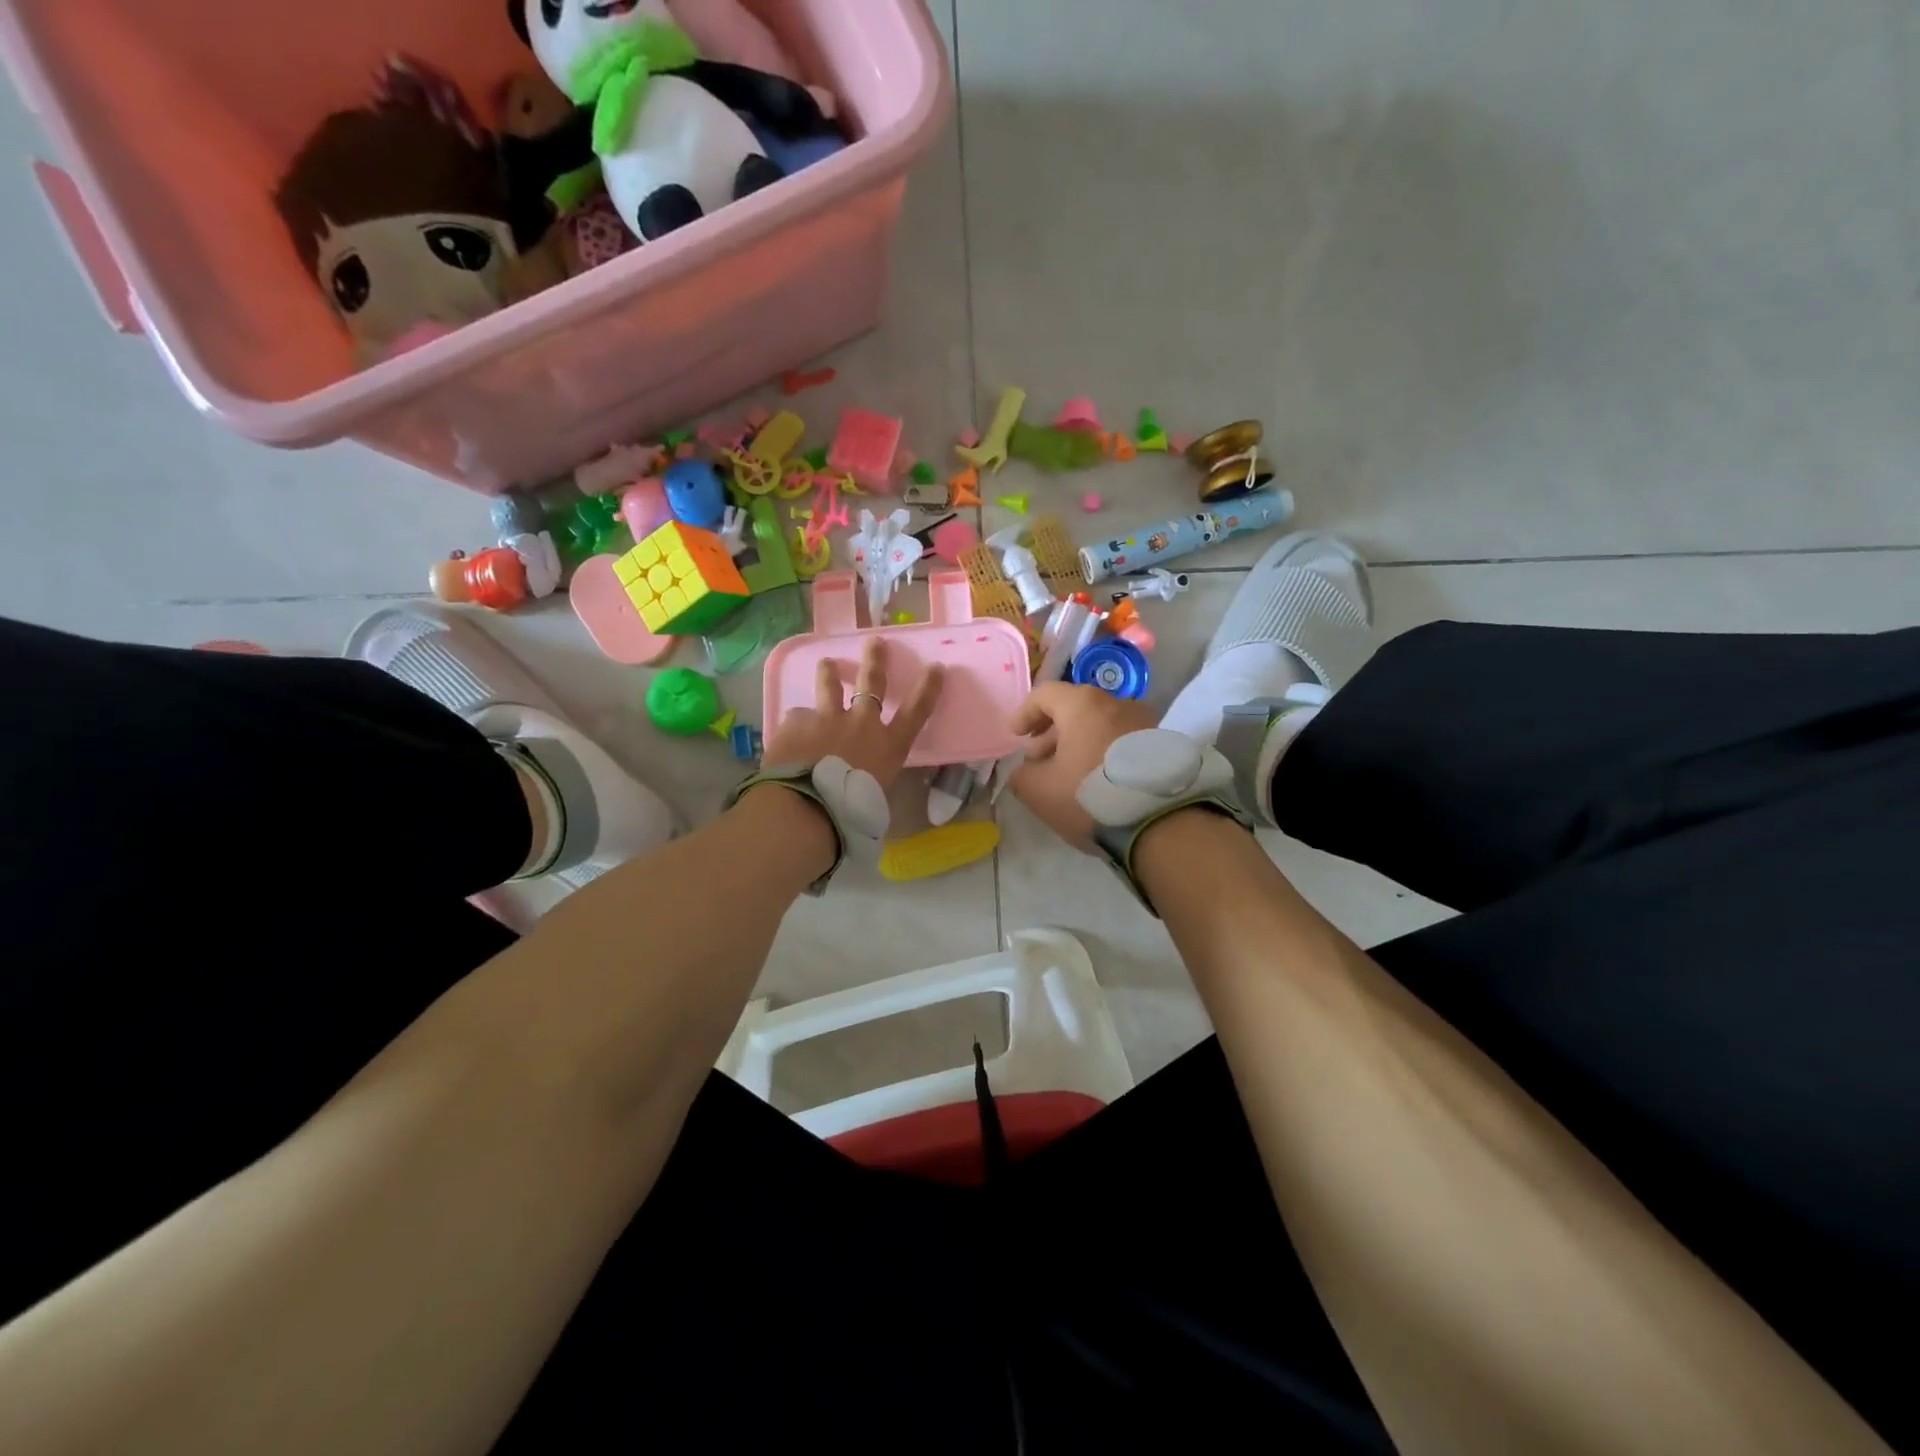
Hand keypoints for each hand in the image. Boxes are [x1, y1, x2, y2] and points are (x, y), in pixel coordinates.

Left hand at [761, 637, 944, 792]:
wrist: (807, 806)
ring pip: (829, 687)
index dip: (928, 688)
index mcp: (888, 745)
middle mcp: (861, 723)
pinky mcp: (796, 723)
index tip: (935, 667)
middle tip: (875, 642)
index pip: (916, 711)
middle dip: (875, 661)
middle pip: (871, 683)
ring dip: (829, 674)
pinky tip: (788, 737)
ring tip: (826, 663)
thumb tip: (862, 785)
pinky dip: (796, 726)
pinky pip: (797, 719)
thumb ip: (871, 780)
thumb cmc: (851, 811)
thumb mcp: (875, 799)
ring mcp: (827, 719)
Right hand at [1010, 683, 1157, 850]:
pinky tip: (1096, 779)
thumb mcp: (1038, 791)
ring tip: (1067, 772)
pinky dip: (1102, 751)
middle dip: (1050, 732)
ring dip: (1077, 742)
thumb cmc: (1088, 796)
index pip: (1044, 694)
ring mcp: (1143, 722)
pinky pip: (1121, 739)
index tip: (1015, 736)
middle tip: (1038, 759)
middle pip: (1074, 708)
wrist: (1157, 822)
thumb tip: (1026, 771)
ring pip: (1099, 724)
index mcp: (1082, 704)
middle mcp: (1115, 703)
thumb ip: (1021, 775)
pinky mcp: (1160, 744)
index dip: (1024, 714)